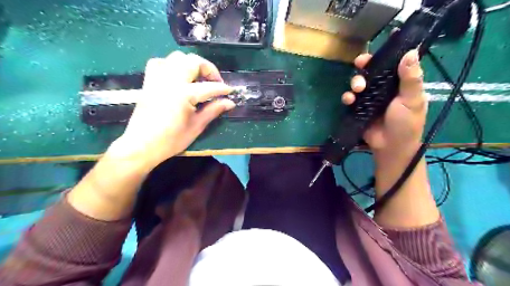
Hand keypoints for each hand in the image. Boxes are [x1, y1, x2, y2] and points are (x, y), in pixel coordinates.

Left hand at [108, 52, 235, 170]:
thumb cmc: (171, 140)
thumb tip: (230, 102)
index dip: (223, 88)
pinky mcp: (150, 81)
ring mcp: (158, 79)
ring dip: (192, 65)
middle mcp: (170, 80)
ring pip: (177, 58)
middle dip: (208, 69)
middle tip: (215, 82)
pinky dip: (172, 65)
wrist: (142, 145)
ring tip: (198, 78)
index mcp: (184, 94)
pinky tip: (178, 76)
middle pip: (193, 62)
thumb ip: (213, 110)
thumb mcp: (196, 126)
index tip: (231, 91)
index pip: (209, 87)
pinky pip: (161, 62)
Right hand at [342, 49, 427, 156]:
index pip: (394, 62)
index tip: (384, 39)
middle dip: (365, 64)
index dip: (389, 51)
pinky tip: (349, 100)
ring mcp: (370, 97)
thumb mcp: (412, 100)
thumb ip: (411, 79)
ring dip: (355, 81)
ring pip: (359, 82)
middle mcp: (384, 87)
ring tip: (358, 88)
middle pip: (372, 69)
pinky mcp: (358, 107)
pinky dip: (348, 97)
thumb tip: (411, 52)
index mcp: (400, 82)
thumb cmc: (406, 123)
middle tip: (361, 62)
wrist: (390, 146)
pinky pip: (350, 98)